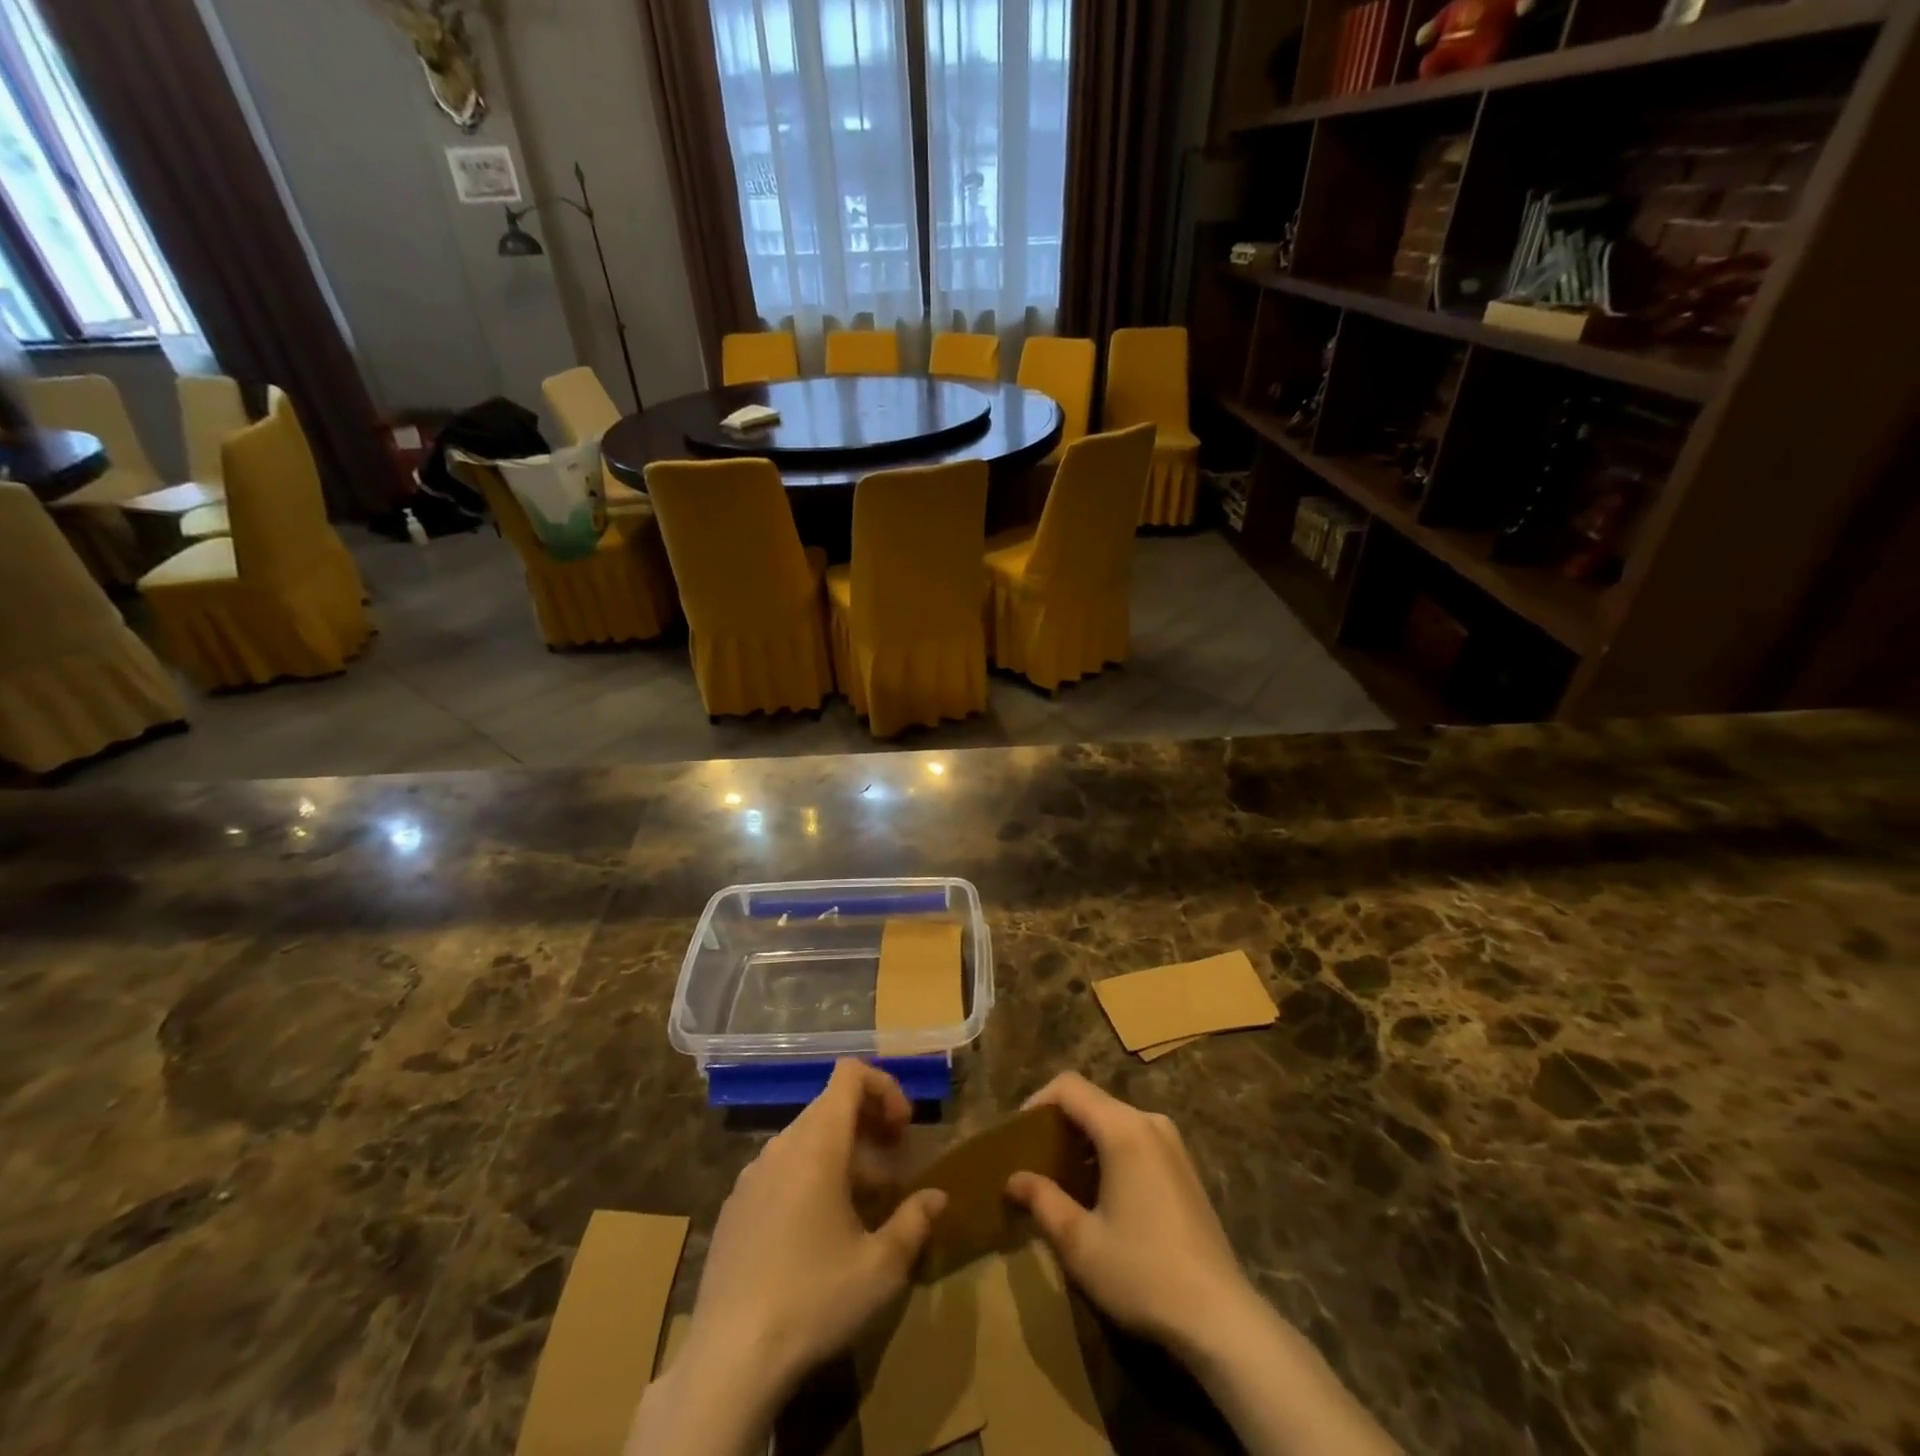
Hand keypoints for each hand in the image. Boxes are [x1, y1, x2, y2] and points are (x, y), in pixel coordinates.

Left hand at [630, 1061, 945, 1455]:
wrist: (728, 1359)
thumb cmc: (814, 1299)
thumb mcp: (881, 1267)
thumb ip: (914, 1221)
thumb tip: (937, 1197)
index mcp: (818, 1143)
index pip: (849, 1074)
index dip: (884, 1086)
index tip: (904, 1129)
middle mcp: (782, 1146)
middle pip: (830, 1105)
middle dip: (869, 1124)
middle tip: (894, 1165)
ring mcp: (752, 1175)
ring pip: (806, 1139)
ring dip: (842, 1153)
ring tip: (863, 1201)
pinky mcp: (735, 1207)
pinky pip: (780, 1169)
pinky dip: (809, 1176)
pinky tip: (818, 1231)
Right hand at [1007, 1074, 1402, 1455]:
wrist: (1220, 1318)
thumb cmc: (1142, 1273)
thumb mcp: (1080, 1242)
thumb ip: (1042, 1200)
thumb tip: (1013, 1178)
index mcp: (1123, 1129)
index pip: (1069, 1086)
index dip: (1037, 1101)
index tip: (1017, 1136)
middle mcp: (1149, 1122)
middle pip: (1093, 1101)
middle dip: (1059, 1124)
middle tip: (1034, 1161)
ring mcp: (1172, 1144)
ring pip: (1114, 1121)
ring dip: (1084, 1141)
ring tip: (1062, 1180)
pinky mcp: (1185, 1167)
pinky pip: (1136, 1140)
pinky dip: (1109, 1152)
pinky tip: (1101, 1195)